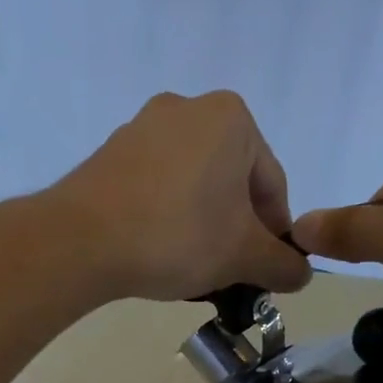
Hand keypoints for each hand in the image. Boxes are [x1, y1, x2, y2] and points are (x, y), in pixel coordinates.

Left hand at [53, 91, 311, 301]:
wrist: (81, 241)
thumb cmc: (177, 236)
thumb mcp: (242, 256)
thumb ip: (281, 264)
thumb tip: (301, 275)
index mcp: (231, 118)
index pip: (271, 184)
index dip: (275, 234)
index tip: (266, 270)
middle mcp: (187, 108)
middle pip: (230, 181)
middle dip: (235, 228)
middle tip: (231, 271)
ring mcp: (141, 129)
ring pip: (191, 185)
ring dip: (201, 224)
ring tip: (194, 267)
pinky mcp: (109, 155)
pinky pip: (154, 188)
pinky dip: (165, 217)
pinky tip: (158, 251)